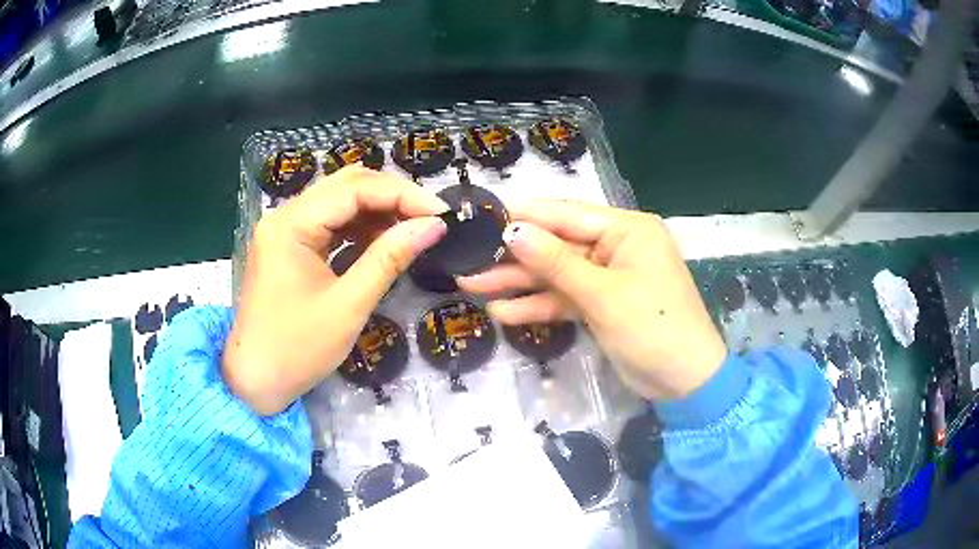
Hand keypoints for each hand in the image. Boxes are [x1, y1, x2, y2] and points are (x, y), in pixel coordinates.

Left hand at [224, 166, 447, 414]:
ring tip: (413, 230)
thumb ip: (390, 259)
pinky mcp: (289, 245)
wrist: (256, 380)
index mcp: (291, 225)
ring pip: (339, 201)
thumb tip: (434, 226)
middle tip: (430, 219)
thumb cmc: (297, 350)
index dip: (402, 194)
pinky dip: (359, 228)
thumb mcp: (348, 306)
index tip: (441, 213)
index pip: (353, 189)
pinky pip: (330, 223)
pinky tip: (383, 241)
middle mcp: (285, 215)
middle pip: (345, 185)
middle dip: (392, 196)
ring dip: (377, 211)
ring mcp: (285, 229)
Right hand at [458, 200, 726, 399]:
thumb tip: (512, 231)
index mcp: (627, 230)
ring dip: (519, 283)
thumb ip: (556, 262)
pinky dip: (539, 306)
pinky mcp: (601, 304)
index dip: (525, 215)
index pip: (567, 214)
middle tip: (469, 258)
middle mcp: (616, 246)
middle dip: (515, 256)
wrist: (684, 382)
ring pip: (557, 274)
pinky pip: (566, 299)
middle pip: (558, 245)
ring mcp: (607, 277)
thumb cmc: (653, 327)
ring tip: (472, 285)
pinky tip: (503, 312)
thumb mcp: (603, 294)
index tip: (484, 215)